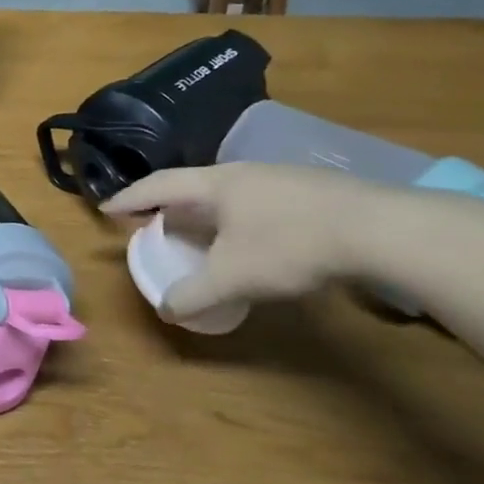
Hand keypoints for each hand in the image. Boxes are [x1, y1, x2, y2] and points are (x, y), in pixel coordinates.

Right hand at [100, 163, 384, 319]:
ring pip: (226, 196)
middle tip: (154, 227)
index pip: (159, 186)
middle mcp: (241, 174)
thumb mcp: (234, 277)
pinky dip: (236, 223)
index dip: (130, 198)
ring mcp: (277, 179)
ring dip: (205, 216)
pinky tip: (252, 244)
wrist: (376, 228)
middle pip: (191, 187)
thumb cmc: (290, 244)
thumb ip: (195, 294)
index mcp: (214, 184)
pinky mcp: (308, 193)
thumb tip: (167, 309)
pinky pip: (254, 205)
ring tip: (200, 238)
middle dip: (168, 208)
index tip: (107, 208)